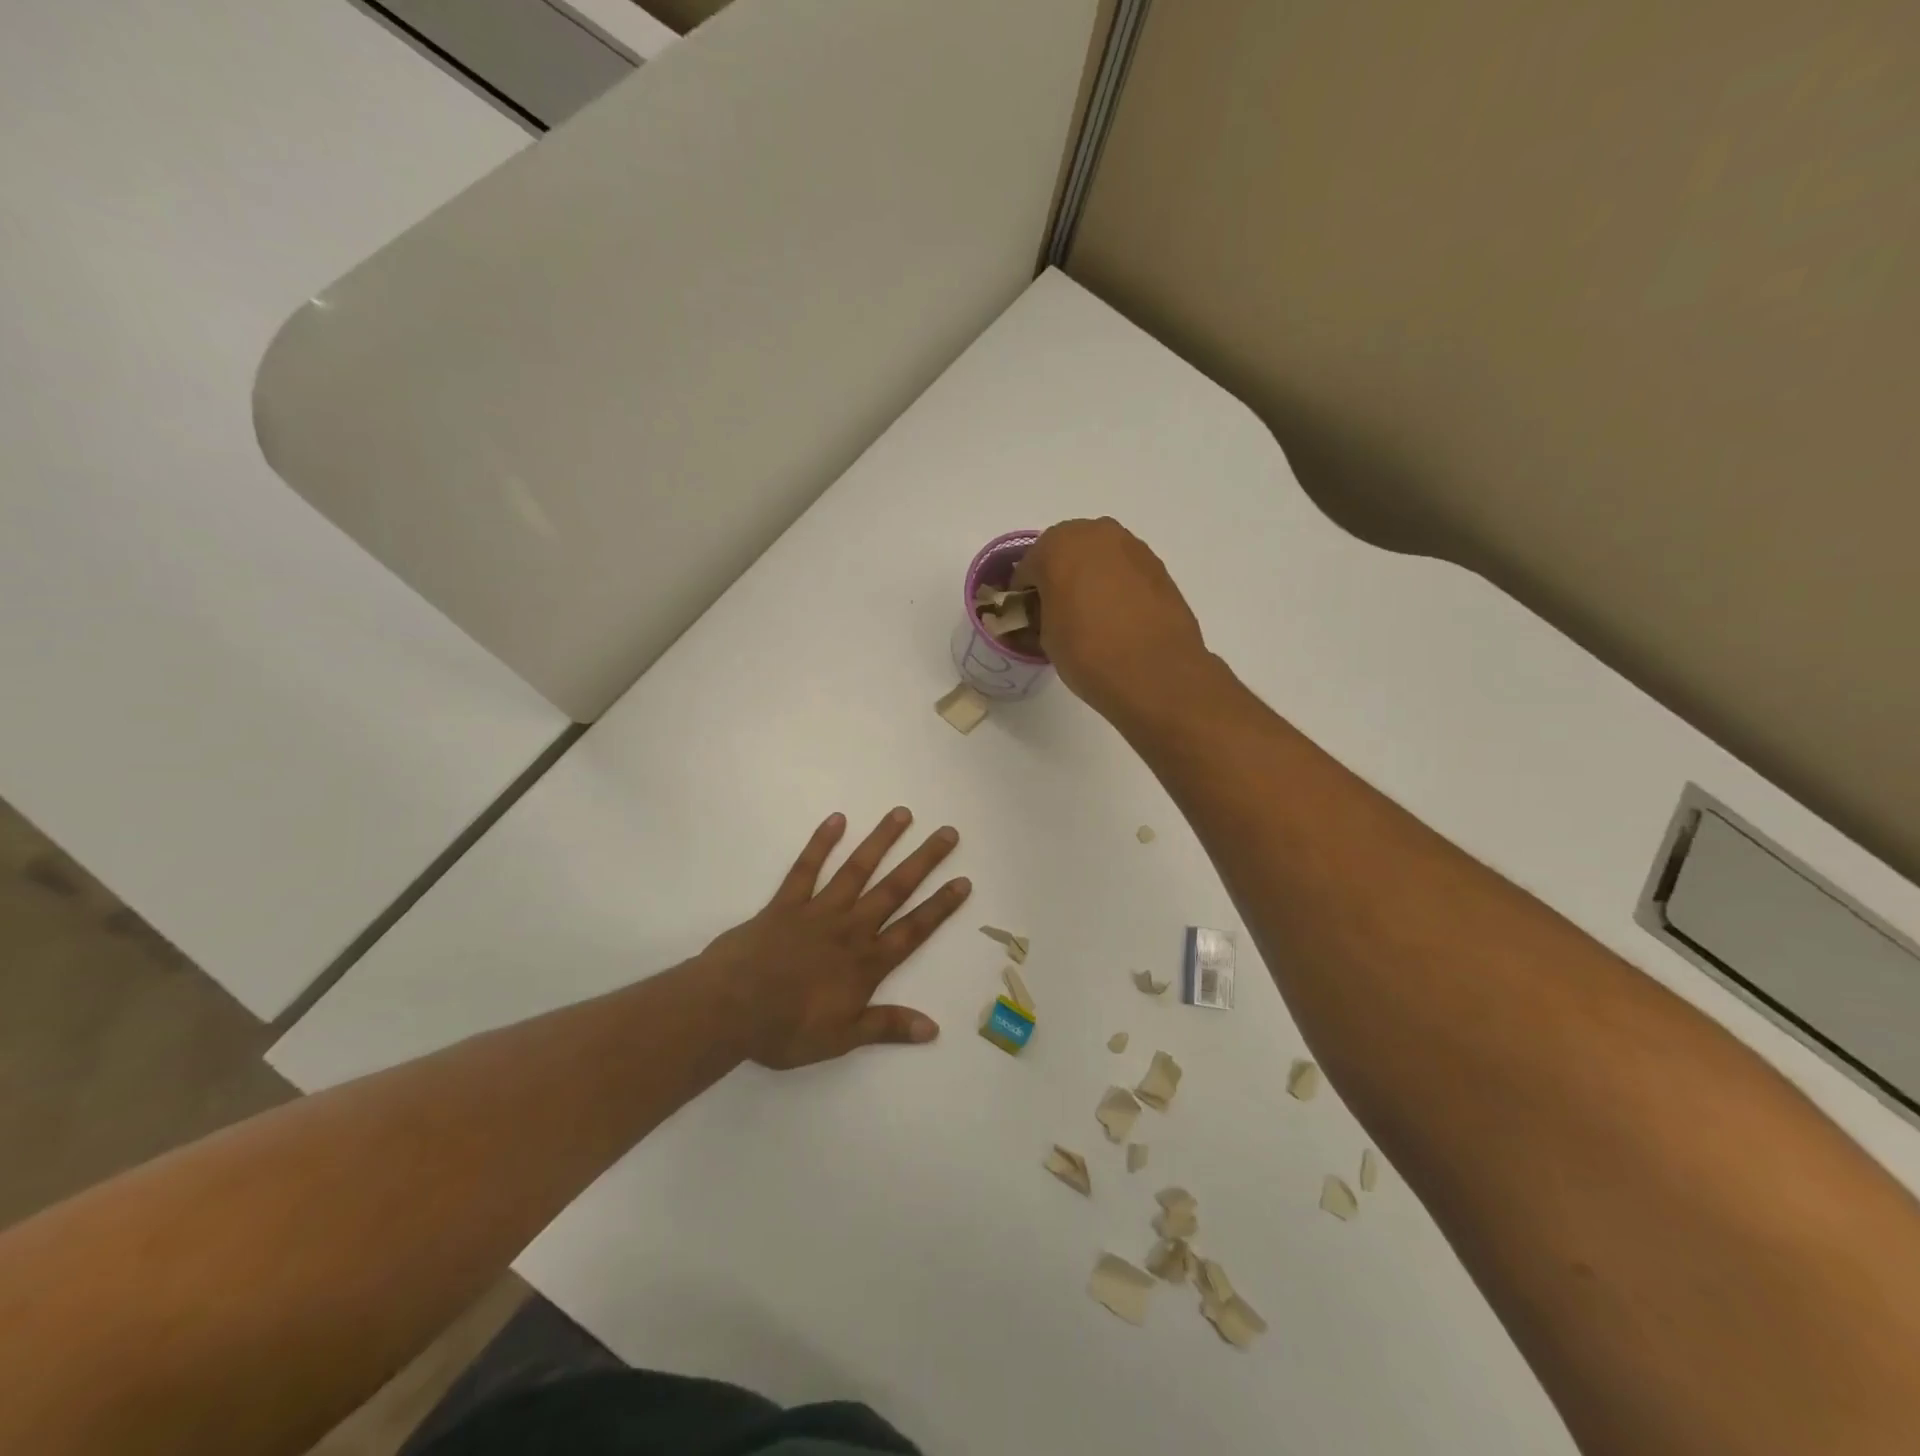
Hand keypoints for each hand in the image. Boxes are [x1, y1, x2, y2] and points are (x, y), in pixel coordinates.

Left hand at [701, 808, 970, 1068]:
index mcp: (866, 962)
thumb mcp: (842, 1038)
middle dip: (924, 861)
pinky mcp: (785, 903)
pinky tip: (837, 819)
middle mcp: (850, 928)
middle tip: (947, 832)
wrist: (730, 1009)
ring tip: (902, 814)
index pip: (913, 929)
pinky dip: (821, 843)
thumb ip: (887, 1026)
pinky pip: (806, 868)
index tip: (963, 880)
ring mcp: (818, 910)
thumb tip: (933, 1028)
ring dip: (881, 841)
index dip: (940, 906)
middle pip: (894, 889)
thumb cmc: (786, 1029)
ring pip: (857, 869)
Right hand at [1015, 517, 1210, 721]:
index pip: (1027, 568)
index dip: (1024, 595)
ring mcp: (1132, 547)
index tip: (1028, 619)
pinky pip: (1124, 571)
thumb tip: (1046, 612)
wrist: (1156, 674)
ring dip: (1089, 579)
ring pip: (1098, 558)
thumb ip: (1040, 614)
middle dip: (1058, 577)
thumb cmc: (1088, 653)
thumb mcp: (1046, 639)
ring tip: (1091, 617)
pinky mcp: (1158, 566)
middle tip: (1058, 614)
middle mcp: (1096, 533)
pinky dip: (1116, 586)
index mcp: (1057, 546)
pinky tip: (1118, 618)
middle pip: (1065, 552)